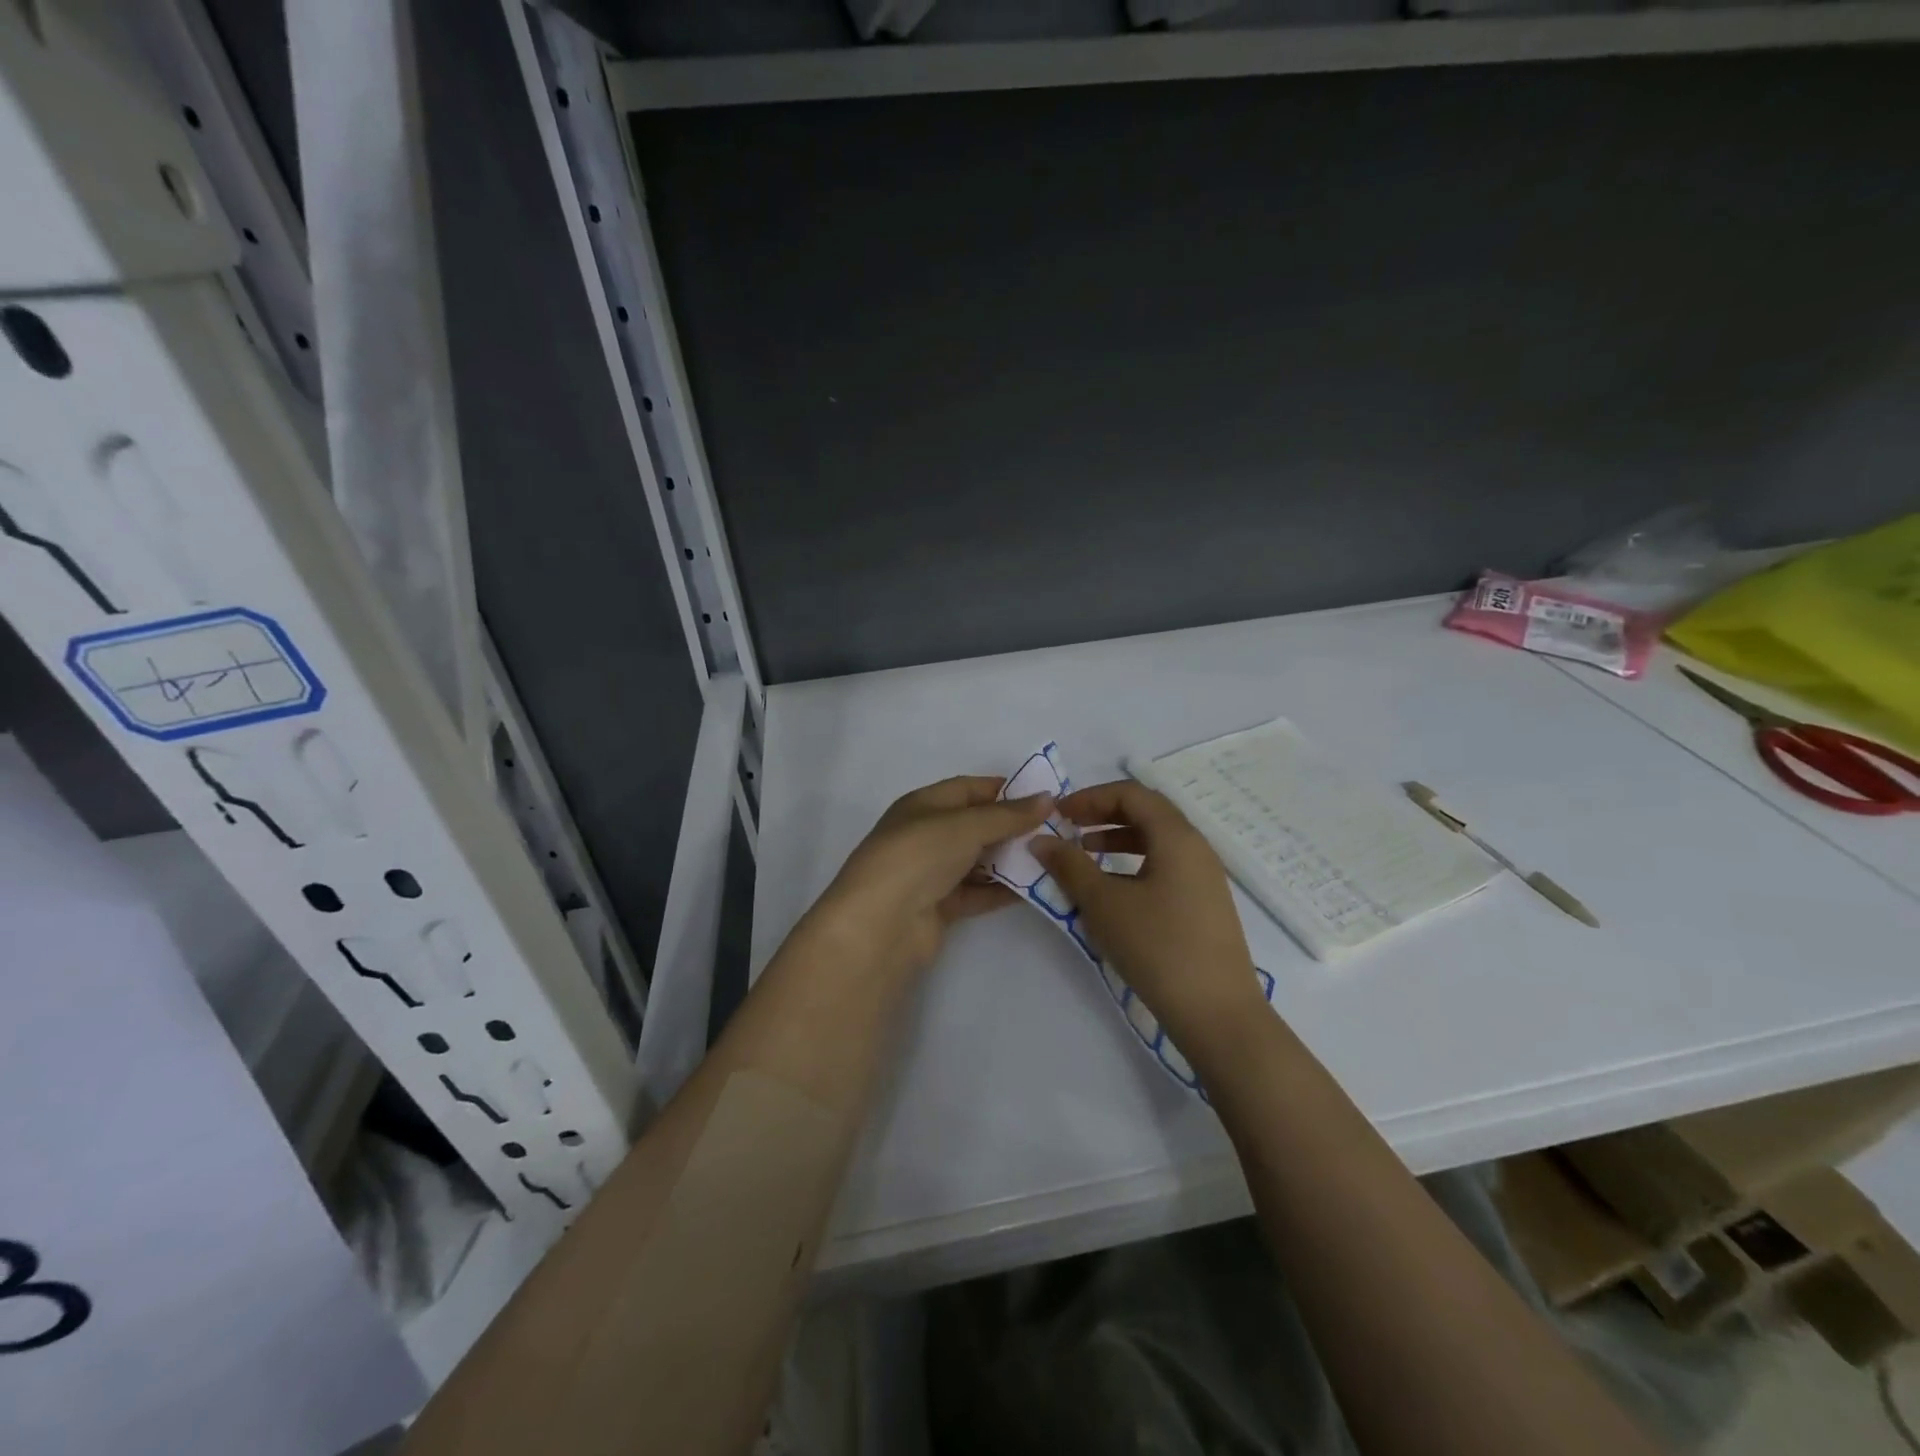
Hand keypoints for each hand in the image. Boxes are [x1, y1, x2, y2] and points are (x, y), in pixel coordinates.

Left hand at [811, 776, 1053, 978]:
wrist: (881, 923)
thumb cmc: (919, 856)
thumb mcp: (966, 825)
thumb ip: (1008, 815)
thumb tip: (1047, 798)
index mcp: (923, 805)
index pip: (968, 789)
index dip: (1004, 790)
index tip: (1042, 796)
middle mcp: (926, 835)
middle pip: (975, 825)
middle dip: (1012, 827)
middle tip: (1056, 830)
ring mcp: (931, 873)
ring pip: (978, 861)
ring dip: (1010, 860)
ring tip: (1051, 859)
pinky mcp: (938, 907)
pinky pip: (976, 893)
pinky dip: (1002, 890)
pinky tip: (1034, 888)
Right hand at [1033, 780, 1263, 1046]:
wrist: (1217, 1013)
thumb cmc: (1157, 947)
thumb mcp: (1104, 903)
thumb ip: (1069, 866)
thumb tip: (1040, 841)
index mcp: (1176, 836)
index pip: (1131, 794)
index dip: (1091, 797)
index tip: (1059, 814)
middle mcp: (1196, 848)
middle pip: (1147, 812)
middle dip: (1103, 815)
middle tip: (1068, 830)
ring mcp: (1205, 877)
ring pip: (1157, 841)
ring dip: (1117, 840)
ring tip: (1085, 856)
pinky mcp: (1205, 904)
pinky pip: (1165, 866)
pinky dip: (1134, 864)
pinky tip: (1113, 891)